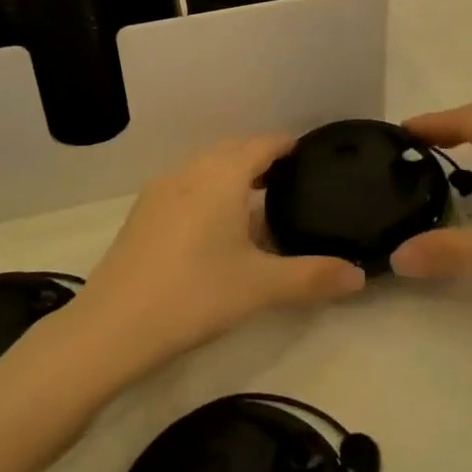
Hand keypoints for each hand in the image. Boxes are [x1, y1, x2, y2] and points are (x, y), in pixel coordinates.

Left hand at [71, 136, 365, 373]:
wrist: (111, 327)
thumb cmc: (194, 294)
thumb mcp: (261, 287)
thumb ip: (313, 277)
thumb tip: (360, 276)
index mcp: (222, 175)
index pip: (262, 144)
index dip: (287, 145)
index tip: (310, 154)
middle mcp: (190, 171)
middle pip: (232, 150)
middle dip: (261, 158)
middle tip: (291, 180)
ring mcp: (160, 190)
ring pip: (205, 167)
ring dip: (232, 174)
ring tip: (257, 201)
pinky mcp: (142, 213)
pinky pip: (185, 185)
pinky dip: (208, 190)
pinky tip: (215, 226)